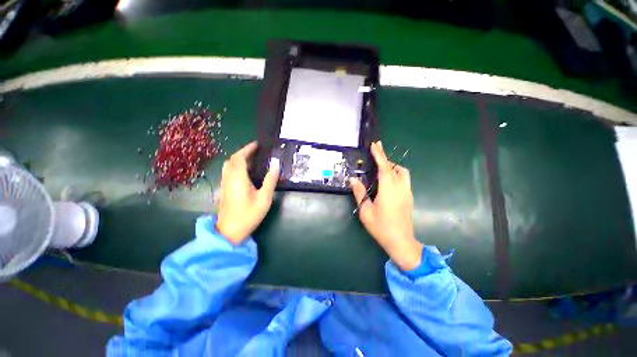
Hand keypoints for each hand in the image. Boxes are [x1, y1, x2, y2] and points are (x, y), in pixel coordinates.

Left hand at [216, 142, 279, 244]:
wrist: (230, 232)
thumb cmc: (249, 214)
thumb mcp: (264, 198)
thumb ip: (270, 180)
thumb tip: (276, 165)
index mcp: (238, 178)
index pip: (240, 157)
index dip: (247, 149)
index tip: (257, 145)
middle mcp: (229, 178)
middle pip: (232, 160)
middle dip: (243, 153)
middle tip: (257, 152)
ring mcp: (225, 184)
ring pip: (229, 166)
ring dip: (239, 159)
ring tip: (253, 160)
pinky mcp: (225, 190)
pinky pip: (229, 172)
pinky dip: (237, 167)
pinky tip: (246, 172)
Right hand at [350, 141, 421, 270]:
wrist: (401, 241)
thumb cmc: (381, 227)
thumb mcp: (365, 210)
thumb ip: (360, 192)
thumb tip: (353, 179)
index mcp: (388, 190)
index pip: (384, 167)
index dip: (379, 155)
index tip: (375, 145)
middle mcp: (400, 187)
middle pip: (393, 167)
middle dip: (384, 156)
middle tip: (376, 149)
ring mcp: (407, 192)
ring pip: (402, 172)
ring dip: (392, 165)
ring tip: (381, 165)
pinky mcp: (409, 197)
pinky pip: (404, 179)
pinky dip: (396, 173)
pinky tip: (388, 178)